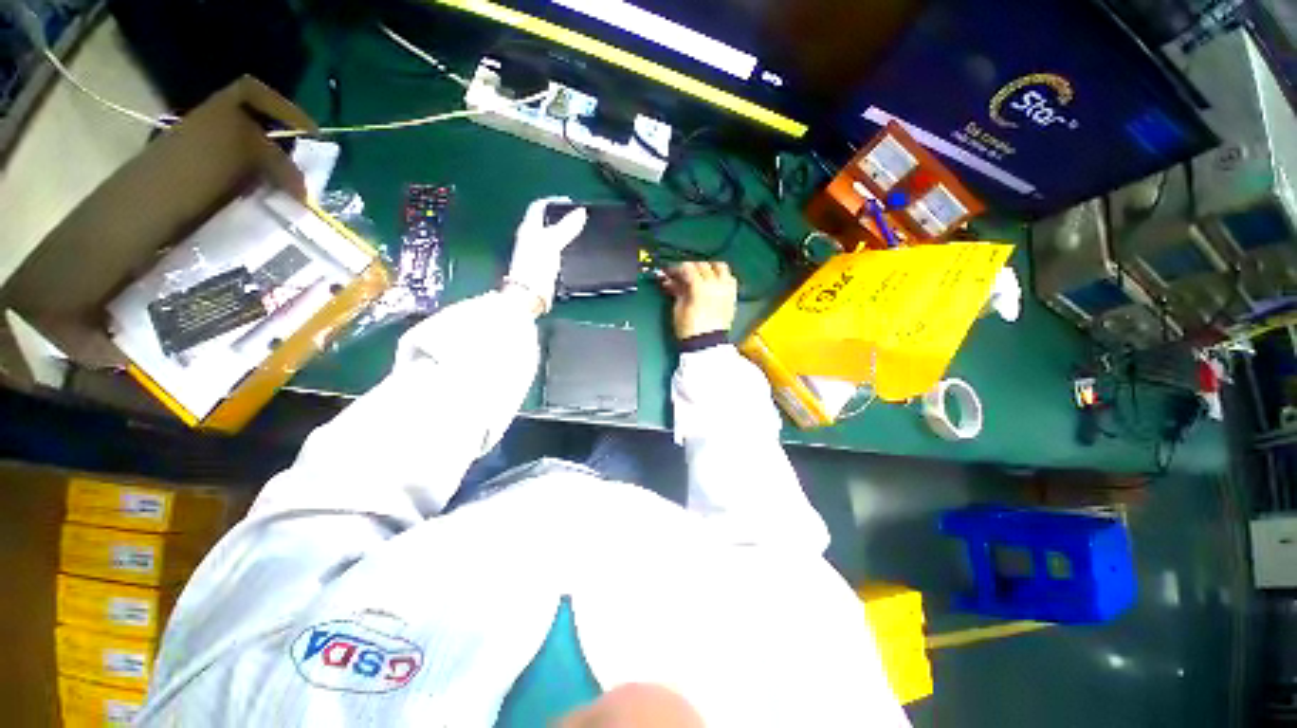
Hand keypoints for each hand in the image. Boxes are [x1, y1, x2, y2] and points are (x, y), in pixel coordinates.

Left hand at [504, 196, 588, 313]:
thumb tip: (581, 212)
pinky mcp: (543, 268)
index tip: (570, 203)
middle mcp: (530, 239)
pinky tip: (575, 254)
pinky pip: (555, 253)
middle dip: (560, 218)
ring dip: (564, 235)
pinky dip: (565, 250)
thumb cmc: (536, 265)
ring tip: (580, 235)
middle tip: (578, 219)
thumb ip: (566, 227)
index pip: (538, 207)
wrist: (530, 294)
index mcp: (529, 229)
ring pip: (551, 238)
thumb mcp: (553, 243)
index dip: (552, 201)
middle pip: (545, 222)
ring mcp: (536, 254)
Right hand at [661, 261, 737, 339]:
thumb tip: (670, 280)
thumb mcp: (678, 309)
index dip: (676, 268)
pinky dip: (721, 276)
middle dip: (691, 267)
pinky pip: (730, 279)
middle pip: (703, 265)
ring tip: (699, 275)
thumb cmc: (689, 329)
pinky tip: (713, 282)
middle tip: (681, 274)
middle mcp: (716, 285)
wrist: (706, 346)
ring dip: (708, 268)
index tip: (669, 272)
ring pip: (720, 267)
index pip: (688, 268)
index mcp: (701, 288)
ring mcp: (726, 290)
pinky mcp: (732, 297)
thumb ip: (677, 291)